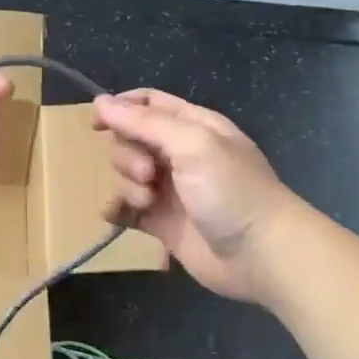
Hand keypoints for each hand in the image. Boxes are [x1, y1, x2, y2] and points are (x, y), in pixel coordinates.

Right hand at [92, 88, 293, 302]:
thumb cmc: (232, 190)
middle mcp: (179, 154)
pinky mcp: (162, 223)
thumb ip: (144, 122)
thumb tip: (100, 102)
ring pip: (126, 174)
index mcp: (192, 127)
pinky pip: (126, 209)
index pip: (147, 103)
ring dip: (127, 184)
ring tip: (147, 202)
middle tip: (149, 175)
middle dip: (128, 155)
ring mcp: (170, 189)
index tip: (97, 124)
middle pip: (130, 139)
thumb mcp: (192, 144)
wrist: (262, 255)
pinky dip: (117, 209)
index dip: (119, 108)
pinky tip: (117, 214)